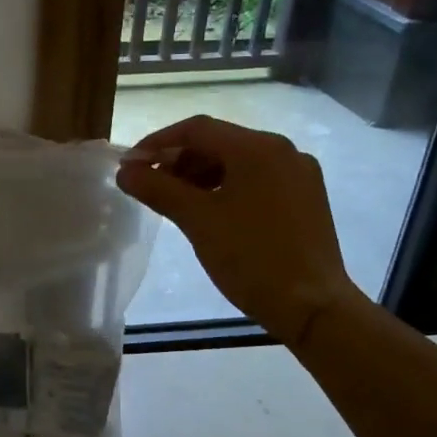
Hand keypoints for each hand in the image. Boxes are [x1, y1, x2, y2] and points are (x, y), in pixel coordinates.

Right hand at [116, 115, 358, 344]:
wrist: (312, 307)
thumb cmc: (251, 257)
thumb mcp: (197, 220)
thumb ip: (157, 188)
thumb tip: (125, 171)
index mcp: (258, 148)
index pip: (197, 129)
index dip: (157, 143)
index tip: (130, 166)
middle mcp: (283, 151)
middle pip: (218, 143)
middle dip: (178, 161)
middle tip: (148, 185)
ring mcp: (298, 175)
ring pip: (237, 162)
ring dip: (200, 175)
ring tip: (174, 201)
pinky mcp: (305, 199)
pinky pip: (255, 180)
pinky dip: (225, 188)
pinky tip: (208, 212)